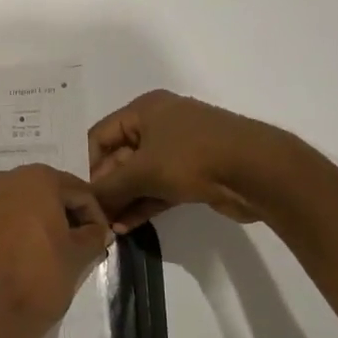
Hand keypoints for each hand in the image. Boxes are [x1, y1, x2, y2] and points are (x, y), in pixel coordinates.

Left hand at [0, 165, 112, 337]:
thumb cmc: (39, 280)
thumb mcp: (78, 257)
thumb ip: (93, 235)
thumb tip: (98, 231)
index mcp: (34, 180)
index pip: (75, 191)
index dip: (92, 214)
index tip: (100, 238)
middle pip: (39, 194)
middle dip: (58, 214)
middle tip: (72, 243)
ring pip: (9, 209)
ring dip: (27, 224)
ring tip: (39, 254)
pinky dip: (0, 238)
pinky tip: (8, 263)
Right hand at [88, 90, 278, 232]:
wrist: (257, 171)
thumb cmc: (192, 157)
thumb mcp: (142, 170)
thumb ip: (109, 187)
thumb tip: (88, 203)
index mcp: (145, 110)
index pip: (100, 135)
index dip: (87, 165)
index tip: (80, 194)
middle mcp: (160, 124)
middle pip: (119, 157)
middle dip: (106, 187)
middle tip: (93, 216)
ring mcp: (179, 149)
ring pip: (140, 176)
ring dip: (124, 200)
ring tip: (108, 227)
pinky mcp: (193, 173)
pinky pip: (159, 188)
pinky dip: (143, 205)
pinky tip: (127, 227)